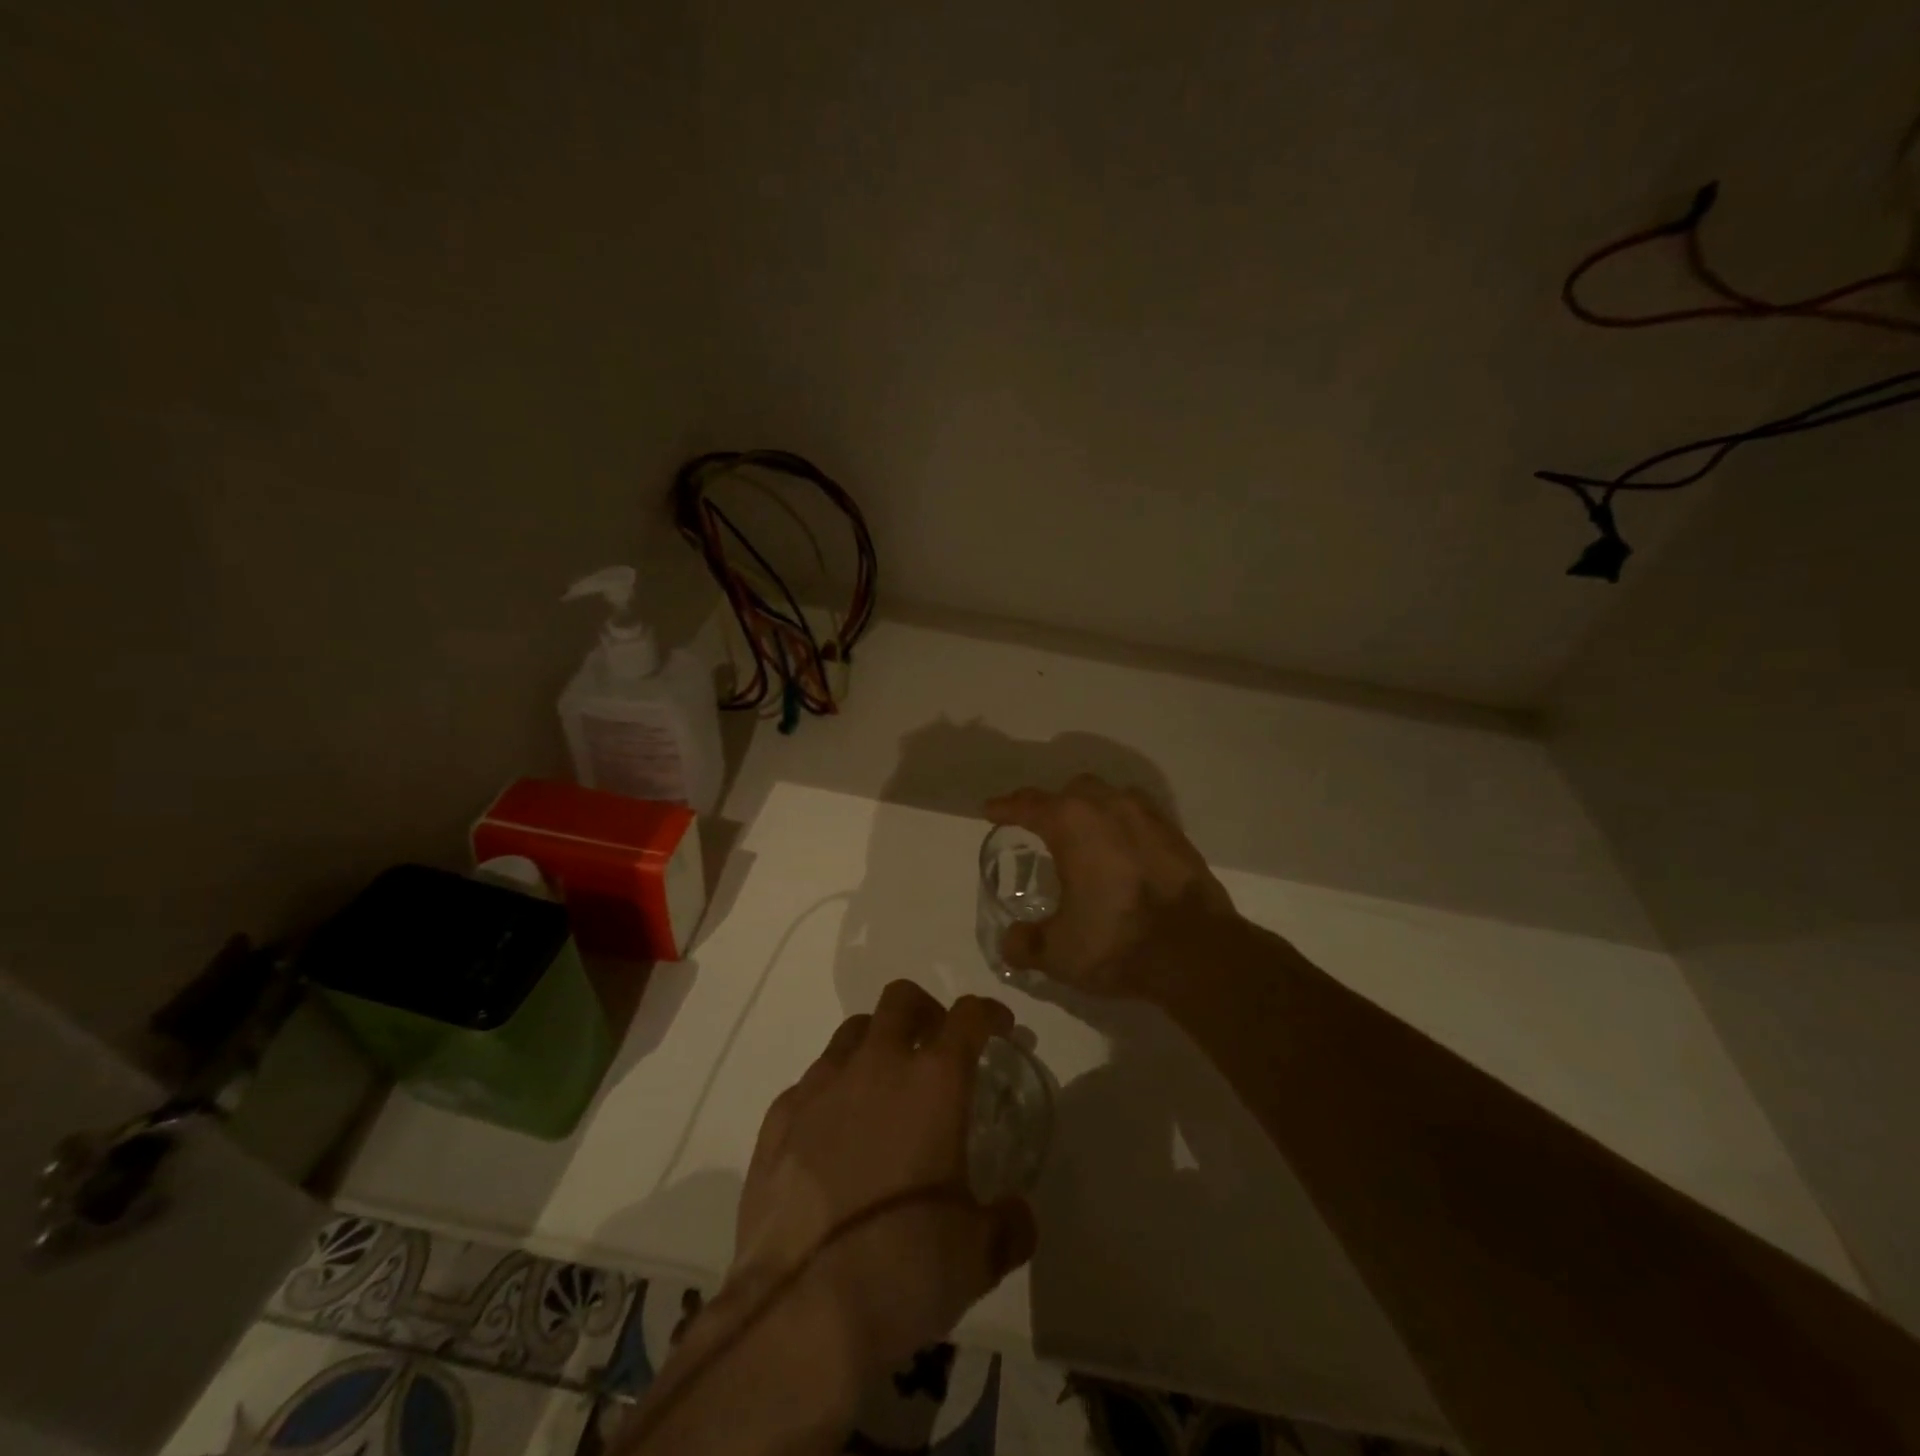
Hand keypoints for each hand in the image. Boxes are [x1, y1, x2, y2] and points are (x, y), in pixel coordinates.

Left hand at [726, 981, 1038, 1381]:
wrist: (798, 1311)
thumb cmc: (903, 1268)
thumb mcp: (978, 1255)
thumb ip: (1008, 1224)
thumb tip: (1017, 1216)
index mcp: (933, 1082)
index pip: (968, 1017)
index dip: (989, 1014)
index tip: (999, 1028)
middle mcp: (875, 1066)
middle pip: (901, 999)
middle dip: (926, 1012)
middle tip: (937, 1047)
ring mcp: (820, 1087)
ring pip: (852, 1033)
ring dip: (876, 1045)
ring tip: (884, 1090)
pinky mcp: (778, 1118)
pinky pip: (811, 1082)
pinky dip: (832, 1092)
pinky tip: (833, 1135)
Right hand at [984, 775, 1235, 998]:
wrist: (1196, 952)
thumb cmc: (1117, 942)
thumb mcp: (1059, 952)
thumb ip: (1026, 944)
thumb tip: (1010, 942)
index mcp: (1072, 823)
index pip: (1028, 804)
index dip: (1005, 807)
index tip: (991, 810)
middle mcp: (1108, 807)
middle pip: (1073, 791)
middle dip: (1053, 803)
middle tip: (1041, 826)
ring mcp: (1148, 817)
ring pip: (1111, 796)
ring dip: (1092, 809)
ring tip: (1085, 835)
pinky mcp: (1176, 835)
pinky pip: (1140, 816)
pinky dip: (1124, 825)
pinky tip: (1123, 850)